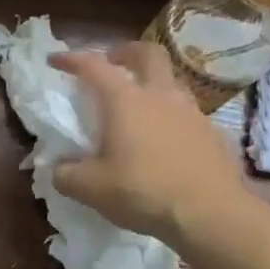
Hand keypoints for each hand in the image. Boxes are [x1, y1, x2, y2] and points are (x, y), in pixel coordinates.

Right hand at [49, 42, 252, 242]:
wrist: (211, 215)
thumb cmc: (143, 192)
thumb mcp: (90, 189)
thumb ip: (67, 174)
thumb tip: (59, 169)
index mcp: (125, 100)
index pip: (93, 66)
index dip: (71, 59)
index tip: (55, 60)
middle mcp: (160, 96)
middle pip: (148, 54)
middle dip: (127, 52)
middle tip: (113, 62)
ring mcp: (192, 113)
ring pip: (172, 83)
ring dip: (154, 85)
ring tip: (141, 107)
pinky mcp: (214, 134)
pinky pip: (189, 115)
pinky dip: (173, 119)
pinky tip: (168, 143)